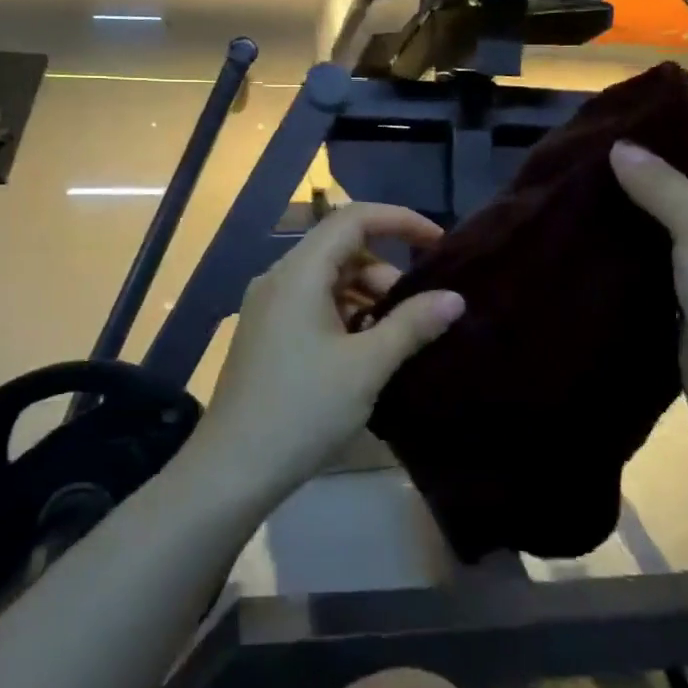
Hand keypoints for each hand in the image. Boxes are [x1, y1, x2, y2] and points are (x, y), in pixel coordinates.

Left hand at [195, 202, 465, 495]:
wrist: (233, 469)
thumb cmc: (303, 409)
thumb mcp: (367, 366)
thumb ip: (412, 325)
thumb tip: (454, 297)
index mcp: (299, 272)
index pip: (354, 219)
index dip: (400, 220)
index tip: (438, 244)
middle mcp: (279, 278)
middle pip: (341, 249)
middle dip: (386, 271)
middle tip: (417, 312)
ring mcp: (269, 307)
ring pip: (328, 280)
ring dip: (367, 297)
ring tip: (394, 339)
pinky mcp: (267, 334)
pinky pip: (313, 305)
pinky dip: (345, 316)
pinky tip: (363, 353)